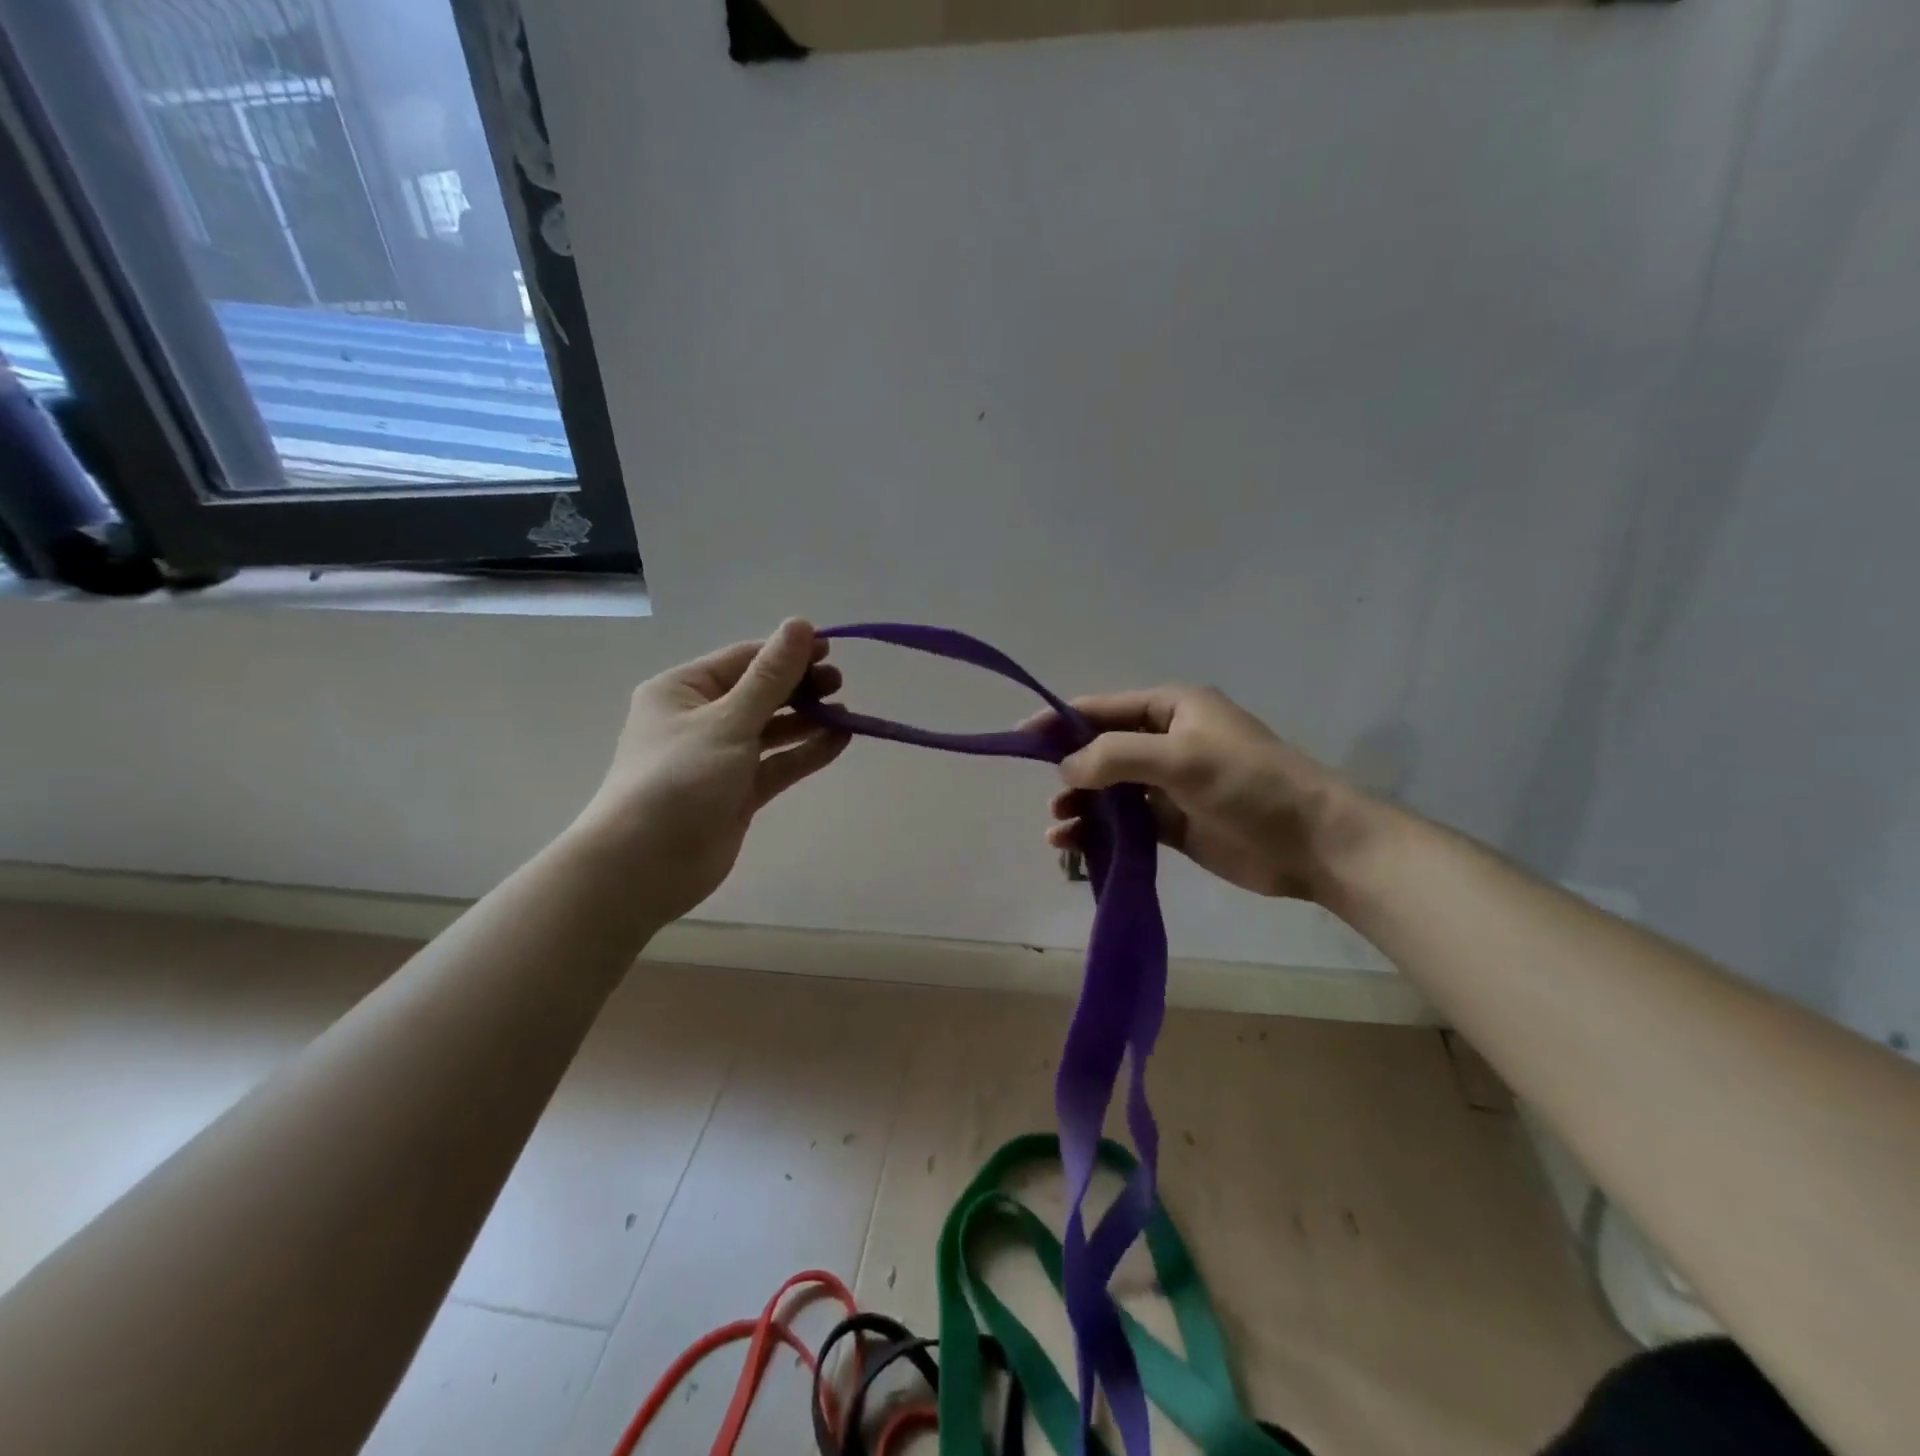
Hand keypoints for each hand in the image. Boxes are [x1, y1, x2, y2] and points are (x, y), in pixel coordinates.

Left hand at [573, 620, 849, 922]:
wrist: (643, 867)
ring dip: (807, 719)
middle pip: (759, 693)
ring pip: (770, 730)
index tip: (831, 650)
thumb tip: (800, 623)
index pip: (743, 659)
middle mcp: (699, 719)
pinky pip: (776, 764)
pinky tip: (839, 741)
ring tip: (847, 713)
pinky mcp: (737, 793)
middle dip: (799, 686)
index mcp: (683, 690)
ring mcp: (719, 758)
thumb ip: (770, 677)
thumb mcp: (728, 721)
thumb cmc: (679, 780)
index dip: (786, 652)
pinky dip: (804, 752)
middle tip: (838, 684)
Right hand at [1040, 686, 1351, 901]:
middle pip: (1102, 749)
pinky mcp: (1173, 823)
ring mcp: (1169, 784)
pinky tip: (1074, 845)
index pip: (1103, 708)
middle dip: (1070, 769)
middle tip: (1048, 794)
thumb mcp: (1180, 758)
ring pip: (1110, 789)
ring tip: (1056, 827)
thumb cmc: (1248, 784)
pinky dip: (1099, 830)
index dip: (1060, 720)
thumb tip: (1066, 767)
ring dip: (1081, 804)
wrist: (1311, 842)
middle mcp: (1166, 740)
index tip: (1021, 736)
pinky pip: (1124, 822)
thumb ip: (1116, 757)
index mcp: (1172, 709)